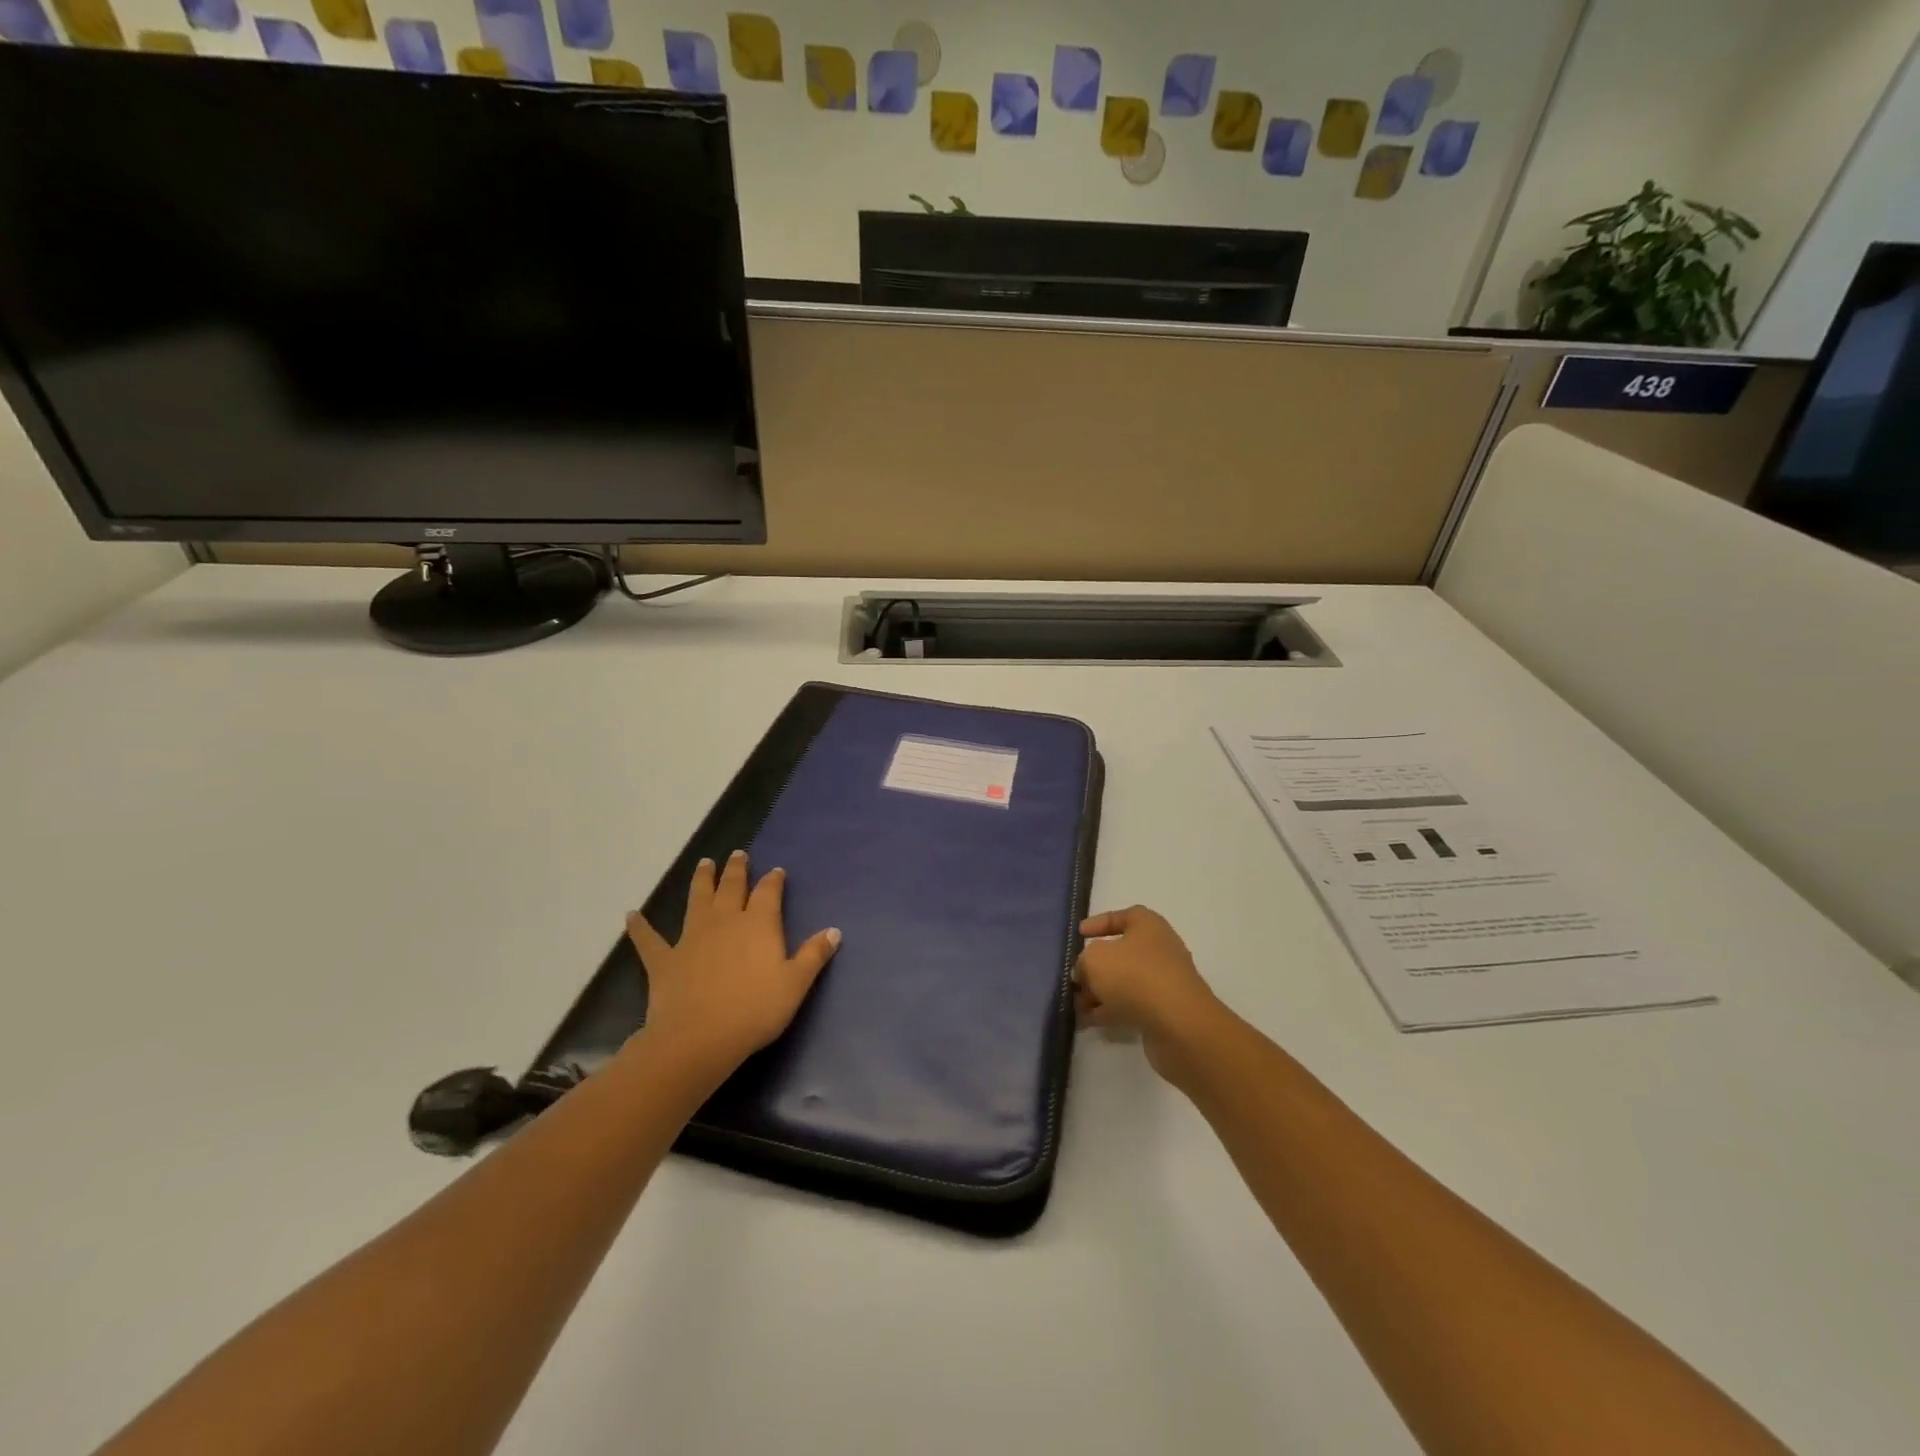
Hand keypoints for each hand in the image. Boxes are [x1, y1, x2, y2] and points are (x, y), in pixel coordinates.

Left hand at [627, 850, 840, 1085]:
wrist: (699, 1038)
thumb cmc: (755, 1010)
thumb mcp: (795, 984)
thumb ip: (814, 955)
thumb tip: (834, 930)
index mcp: (758, 924)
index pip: (768, 892)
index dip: (773, 880)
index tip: (776, 871)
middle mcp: (725, 921)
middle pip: (731, 887)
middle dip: (736, 870)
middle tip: (737, 854)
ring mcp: (691, 938)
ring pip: (696, 900)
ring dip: (700, 881)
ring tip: (703, 864)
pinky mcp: (664, 960)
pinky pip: (648, 939)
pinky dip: (639, 927)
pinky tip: (631, 915)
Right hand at [1075, 905, 1229, 1084]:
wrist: (1179, 1025)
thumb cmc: (1134, 976)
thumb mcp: (1095, 959)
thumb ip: (1083, 961)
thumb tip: (1085, 972)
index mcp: (1148, 926)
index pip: (1122, 916)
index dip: (1099, 923)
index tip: (1079, 934)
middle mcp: (1159, 950)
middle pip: (1121, 953)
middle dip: (1095, 965)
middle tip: (1074, 977)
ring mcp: (1163, 982)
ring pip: (1124, 982)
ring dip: (1099, 992)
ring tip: (1074, 1004)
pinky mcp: (1163, 1012)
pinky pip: (1130, 1006)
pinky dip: (1109, 1011)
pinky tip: (1086, 1021)